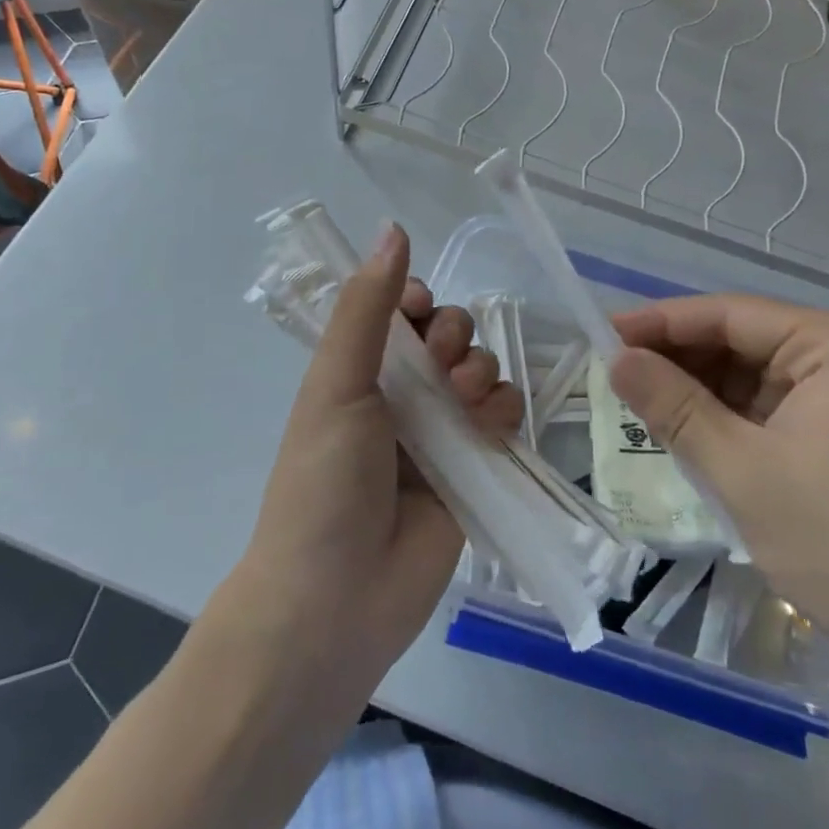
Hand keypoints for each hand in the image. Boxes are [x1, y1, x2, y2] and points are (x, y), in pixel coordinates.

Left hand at [238, 224, 521, 677]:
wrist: (336, 600)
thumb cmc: (324, 481)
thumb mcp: (336, 383)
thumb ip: (368, 307)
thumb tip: (393, 228)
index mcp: (362, 368)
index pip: (403, 308)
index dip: (419, 299)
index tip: (419, 310)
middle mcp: (402, 392)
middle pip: (451, 333)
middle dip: (454, 337)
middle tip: (439, 369)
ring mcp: (441, 430)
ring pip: (482, 368)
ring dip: (480, 372)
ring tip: (461, 406)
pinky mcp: (475, 465)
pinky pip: (504, 414)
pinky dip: (502, 410)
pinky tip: (487, 427)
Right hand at [610, 296, 828, 682]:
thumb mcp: (741, 470)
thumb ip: (674, 406)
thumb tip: (615, 358)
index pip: (730, 314)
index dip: (661, 321)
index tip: (602, 331)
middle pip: (739, 340)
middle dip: (677, 357)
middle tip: (611, 370)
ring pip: (747, 376)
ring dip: (694, 389)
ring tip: (634, 399)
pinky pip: (763, 409)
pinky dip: (720, 417)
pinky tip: (680, 429)